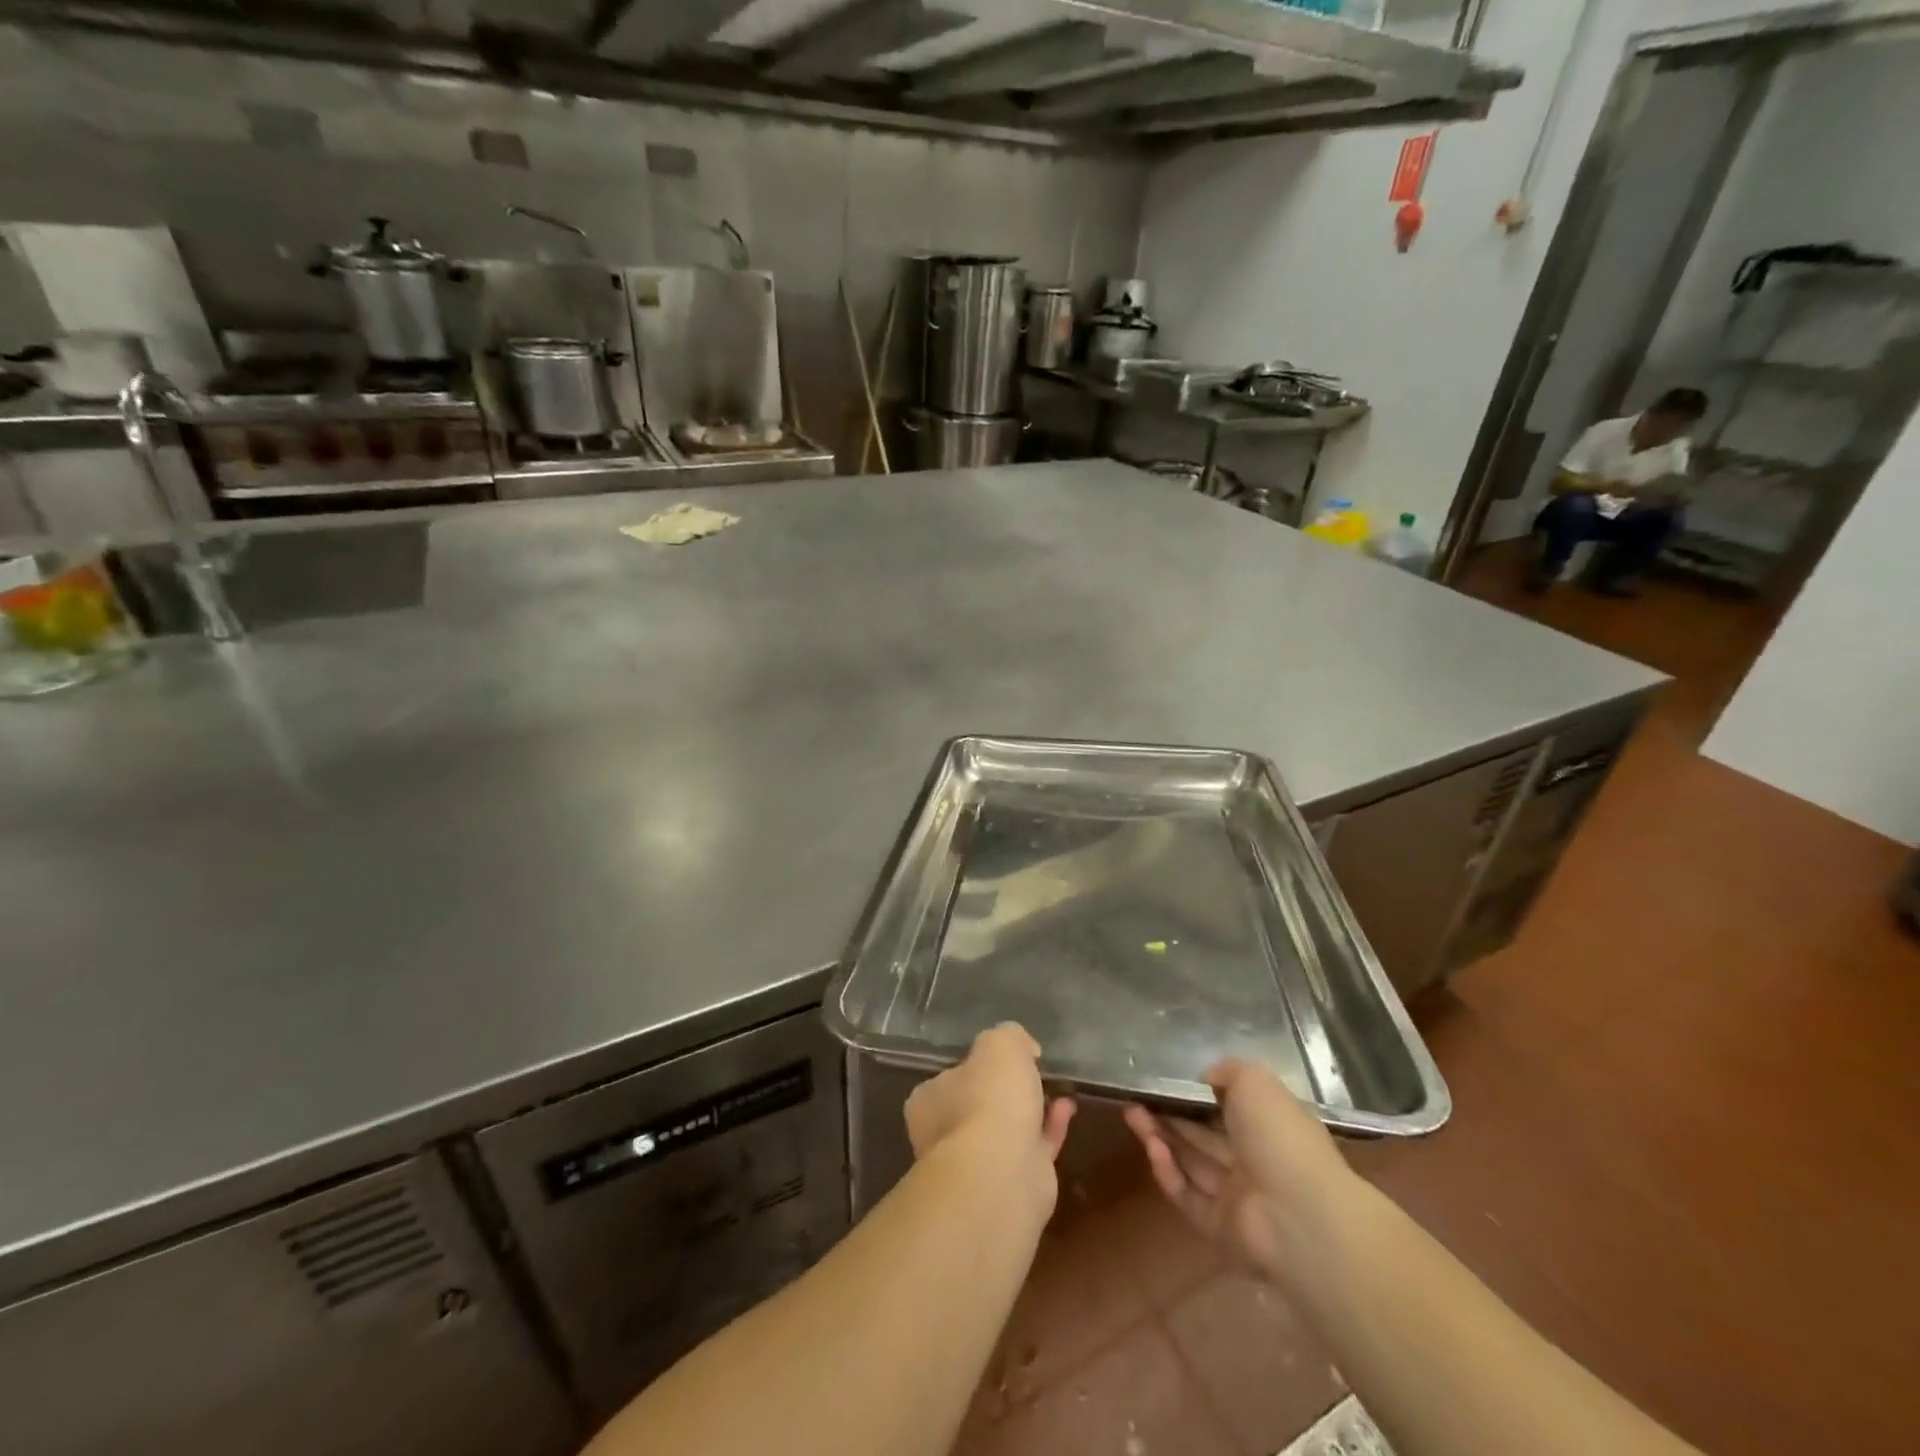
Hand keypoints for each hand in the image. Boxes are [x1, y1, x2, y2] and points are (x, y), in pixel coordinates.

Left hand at [905, 1024, 1075, 1195]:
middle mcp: (945, 1135)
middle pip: (977, 1106)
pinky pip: (1033, 1148)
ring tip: (1056, 1086)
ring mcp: (978, 1165)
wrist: (1003, 1172)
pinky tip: (1067, 1107)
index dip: (975, 1066)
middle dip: (1004, 1092)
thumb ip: (1009, 1036)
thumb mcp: (999, 1044)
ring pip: (1006, 1129)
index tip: (1003, 1058)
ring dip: (1031, 1108)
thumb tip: (1023, 1047)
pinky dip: (1050, 1127)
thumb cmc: (988, 1099)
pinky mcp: (1012, 1184)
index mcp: (928, 1102)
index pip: (948, 1078)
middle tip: (1031, 1072)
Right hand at [1124, 1061, 1357, 1287]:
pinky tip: (1151, 1149)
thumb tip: (1206, 1078)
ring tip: (1131, 1113)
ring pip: (1191, 1163)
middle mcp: (1255, 1161)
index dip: (1196, 1095)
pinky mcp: (1220, 1228)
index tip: (1166, 1082)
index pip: (1228, 1108)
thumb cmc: (1280, 1136)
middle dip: (1169, 1115)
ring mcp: (1238, 1197)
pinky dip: (1168, 1173)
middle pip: (1203, 1135)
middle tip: (1136, 1097)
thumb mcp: (1254, 1081)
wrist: (1298, 1214)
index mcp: (1270, 1126)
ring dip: (1161, 1138)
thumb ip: (1227, 1072)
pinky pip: (1188, 1196)